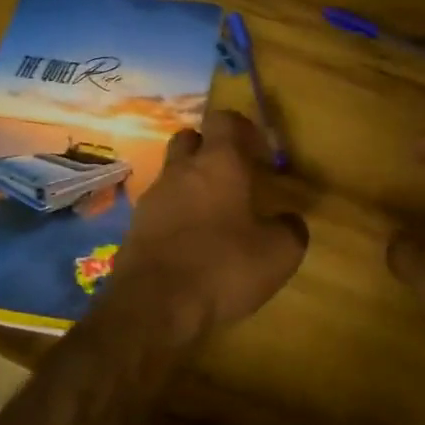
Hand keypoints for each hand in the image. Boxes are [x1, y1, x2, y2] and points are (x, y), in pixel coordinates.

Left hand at [111, 111, 308, 342]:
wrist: (153, 304)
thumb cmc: (221, 267)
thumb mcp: (277, 255)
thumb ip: (290, 230)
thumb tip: (289, 220)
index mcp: (218, 163)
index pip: (224, 120)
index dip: (242, 128)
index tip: (258, 151)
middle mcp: (181, 170)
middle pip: (190, 139)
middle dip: (210, 149)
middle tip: (233, 175)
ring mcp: (153, 196)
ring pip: (173, 172)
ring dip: (191, 183)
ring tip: (213, 213)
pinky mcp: (135, 225)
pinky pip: (160, 205)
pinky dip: (175, 213)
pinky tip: (190, 240)